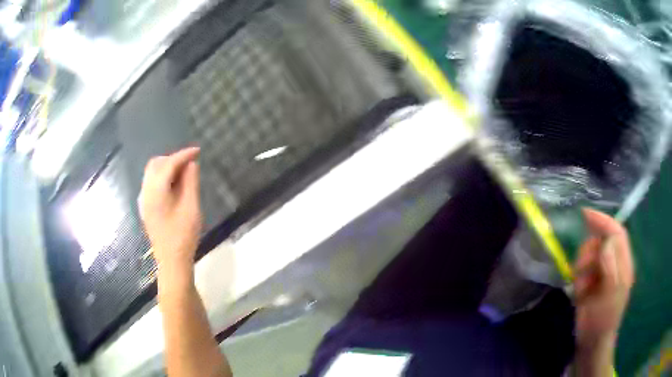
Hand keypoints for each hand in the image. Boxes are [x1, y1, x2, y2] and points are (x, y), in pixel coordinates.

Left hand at [139, 147, 201, 270]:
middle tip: (190, 163)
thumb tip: (191, 164)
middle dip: (173, 159)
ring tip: (184, 173)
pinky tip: (174, 186)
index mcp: (156, 192)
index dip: (183, 155)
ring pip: (152, 173)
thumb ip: (190, 183)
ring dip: (167, 167)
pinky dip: (163, 177)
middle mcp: (146, 192)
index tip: (198, 151)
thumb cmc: (183, 236)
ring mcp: (144, 200)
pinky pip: (152, 183)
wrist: (171, 261)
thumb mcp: (191, 208)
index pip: (168, 164)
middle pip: (156, 164)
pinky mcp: (146, 207)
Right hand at [574, 208, 634, 347]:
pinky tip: (579, 292)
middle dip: (589, 250)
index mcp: (623, 262)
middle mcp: (613, 263)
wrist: (592, 341)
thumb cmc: (605, 318)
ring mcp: (601, 272)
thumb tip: (606, 240)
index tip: (586, 214)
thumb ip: (611, 265)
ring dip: (582, 265)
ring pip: (589, 253)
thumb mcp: (612, 293)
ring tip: (581, 285)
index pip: (616, 232)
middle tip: (582, 267)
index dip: (604, 221)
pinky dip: (578, 277)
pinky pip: (581, 269)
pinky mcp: (589, 281)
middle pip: (601, 240)